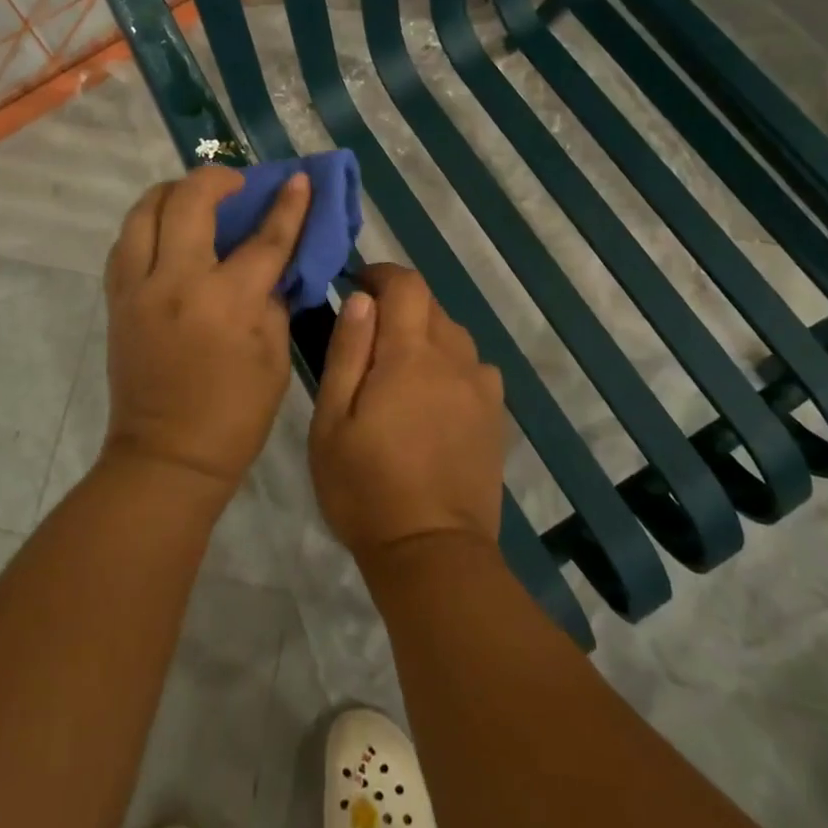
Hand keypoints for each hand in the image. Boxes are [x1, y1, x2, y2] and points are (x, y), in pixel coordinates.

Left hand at [102, 167, 310, 495]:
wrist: (166, 457)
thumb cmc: (234, 414)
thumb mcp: (275, 357)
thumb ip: (273, 299)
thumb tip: (272, 263)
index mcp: (228, 302)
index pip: (265, 238)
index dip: (287, 205)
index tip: (298, 178)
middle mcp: (177, 282)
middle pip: (189, 201)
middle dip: (216, 177)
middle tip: (235, 183)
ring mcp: (138, 289)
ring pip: (143, 211)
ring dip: (171, 192)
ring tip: (193, 197)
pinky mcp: (117, 300)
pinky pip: (125, 243)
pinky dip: (147, 225)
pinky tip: (166, 232)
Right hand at [309, 264, 505, 566]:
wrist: (432, 553)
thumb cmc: (366, 487)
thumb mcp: (332, 420)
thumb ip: (347, 352)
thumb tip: (361, 300)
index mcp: (410, 354)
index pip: (406, 285)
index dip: (383, 274)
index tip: (358, 284)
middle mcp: (454, 359)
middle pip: (432, 306)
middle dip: (400, 305)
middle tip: (369, 334)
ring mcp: (481, 388)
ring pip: (455, 336)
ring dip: (427, 334)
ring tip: (400, 367)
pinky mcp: (496, 417)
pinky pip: (475, 368)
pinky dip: (452, 364)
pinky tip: (434, 396)